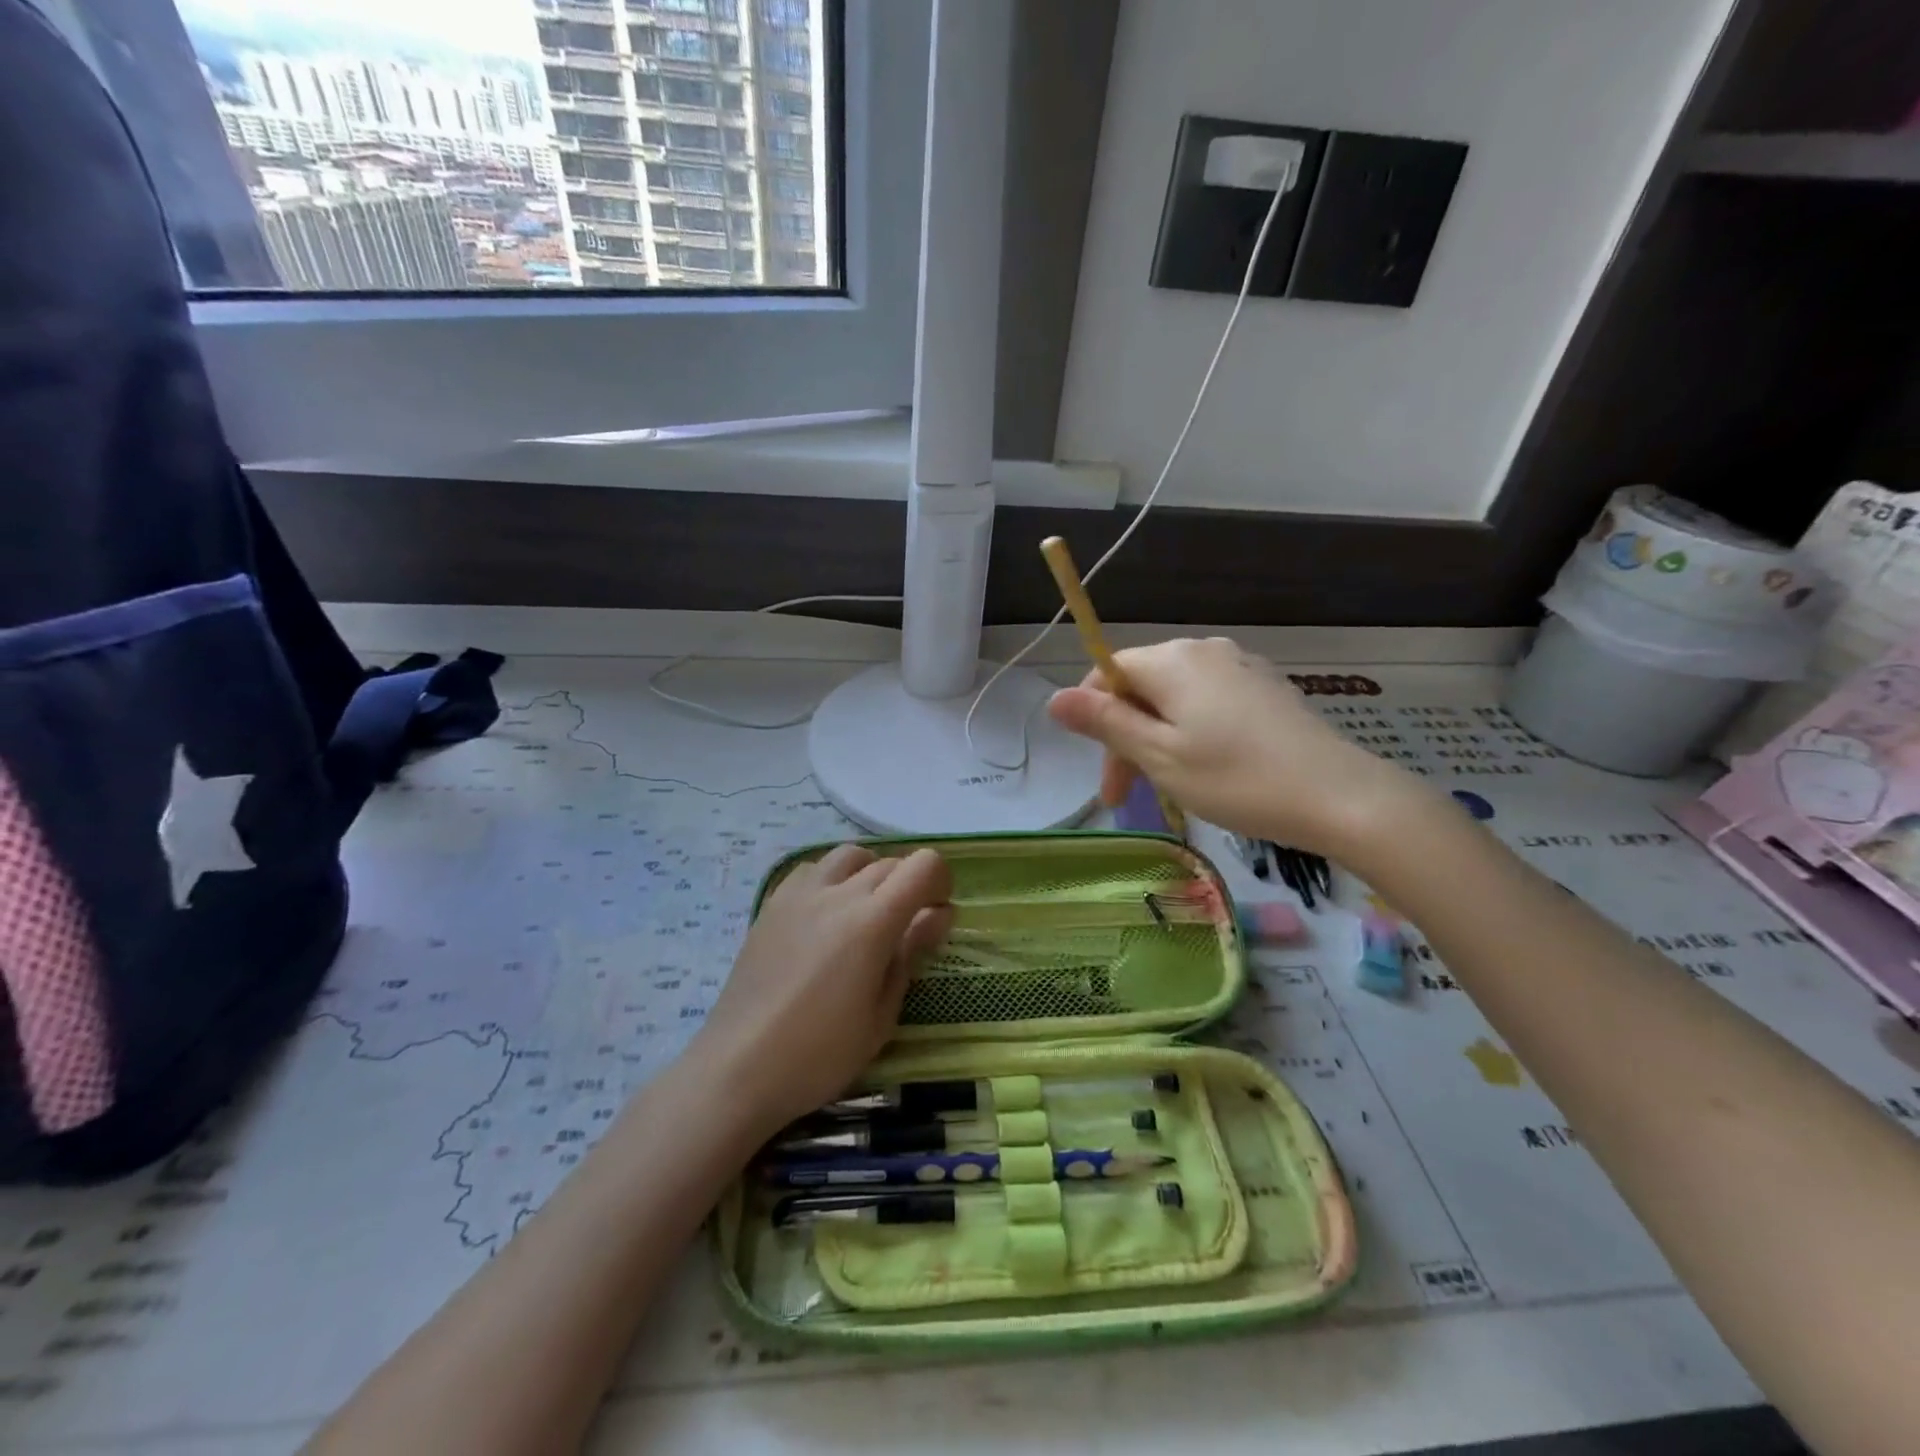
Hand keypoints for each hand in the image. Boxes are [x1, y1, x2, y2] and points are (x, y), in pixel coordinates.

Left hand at [693, 844, 952, 1136]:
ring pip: (849, 856)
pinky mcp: (771, 904)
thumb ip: (911, 954)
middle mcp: (837, 893)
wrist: (737, 1068)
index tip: (938, 915)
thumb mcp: (881, 1015)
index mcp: (872, 921)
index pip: (922, 866)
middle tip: (908, 928)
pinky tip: (827, 914)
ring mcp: (799, 894)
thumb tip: (938, 914)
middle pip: (890, 862)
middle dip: (910, 885)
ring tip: (867, 912)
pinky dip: (833, 878)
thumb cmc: (819, 1054)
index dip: (941, 883)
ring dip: (871, 873)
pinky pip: (812, 869)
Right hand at [1047, 637, 1427, 857]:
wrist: (1340, 796)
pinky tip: (1208, 770)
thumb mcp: (1159, 756)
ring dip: (1158, 740)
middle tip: (1129, 797)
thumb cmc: (1237, 779)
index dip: (1093, 720)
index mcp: (1172, 660)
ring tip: (1169, 788)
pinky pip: (1209, 703)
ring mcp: (1240, 667)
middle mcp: (1204, 650)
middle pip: (1142, 686)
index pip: (1108, 672)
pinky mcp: (1266, 688)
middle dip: (1126, 738)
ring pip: (1175, 699)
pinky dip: (1192, 734)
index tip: (1105, 780)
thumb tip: (1054, 698)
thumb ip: (1105, 723)